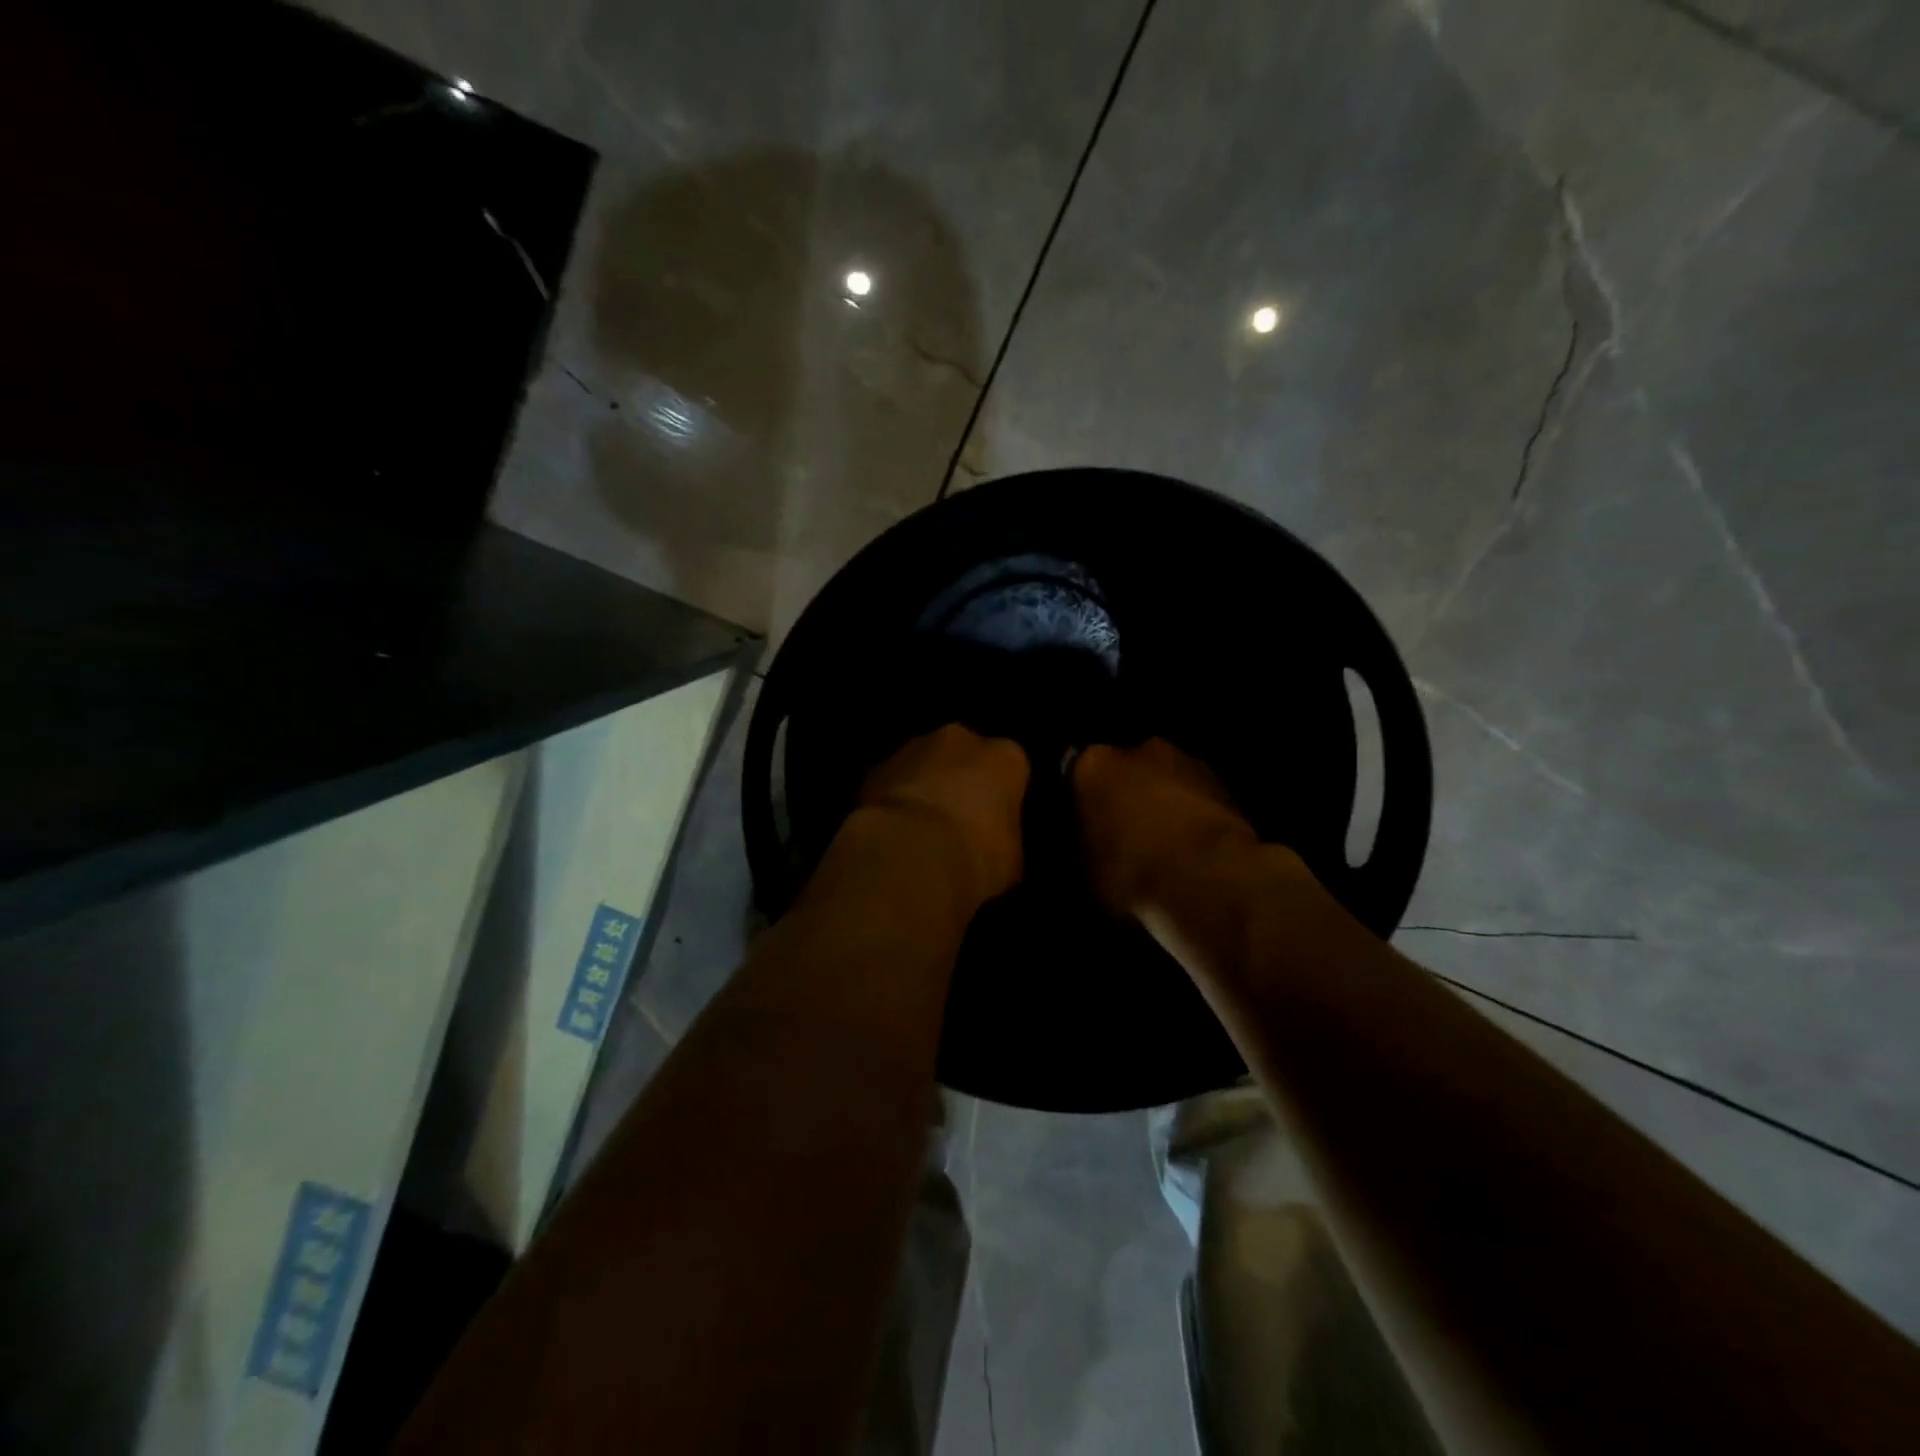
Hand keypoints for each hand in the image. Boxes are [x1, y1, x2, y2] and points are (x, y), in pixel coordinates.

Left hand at [859, 725, 1029, 907]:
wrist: (910, 855)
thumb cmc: (976, 855)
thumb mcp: (1011, 859)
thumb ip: (1005, 839)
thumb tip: (995, 846)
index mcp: (1005, 757)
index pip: (1011, 769)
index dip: (1003, 796)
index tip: (995, 823)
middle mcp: (961, 739)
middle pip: (965, 756)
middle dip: (961, 780)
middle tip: (957, 821)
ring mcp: (913, 747)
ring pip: (925, 763)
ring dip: (924, 785)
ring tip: (920, 828)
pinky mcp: (876, 767)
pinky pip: (892, 781)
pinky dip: (894, 798)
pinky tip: (893, 831)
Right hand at [1072, 738, 1260, 916]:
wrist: (1209, 878)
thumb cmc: (1130, 869)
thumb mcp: (1084, 867)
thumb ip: (1082, 841)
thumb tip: (1087, 840)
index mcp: (1093, 763)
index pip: (1075, 773)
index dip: (1080, 799)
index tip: (1083, 825)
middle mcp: (1139, 748)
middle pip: (1125, 769)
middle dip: (1125, 794)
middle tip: (1124, 833)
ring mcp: (1188, 761)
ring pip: (1165, 780)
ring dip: (1163, 802)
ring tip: (1163, 844)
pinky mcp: (1226, 784)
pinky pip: (1197, 798)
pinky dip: (1193, 815)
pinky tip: (1193, 849)